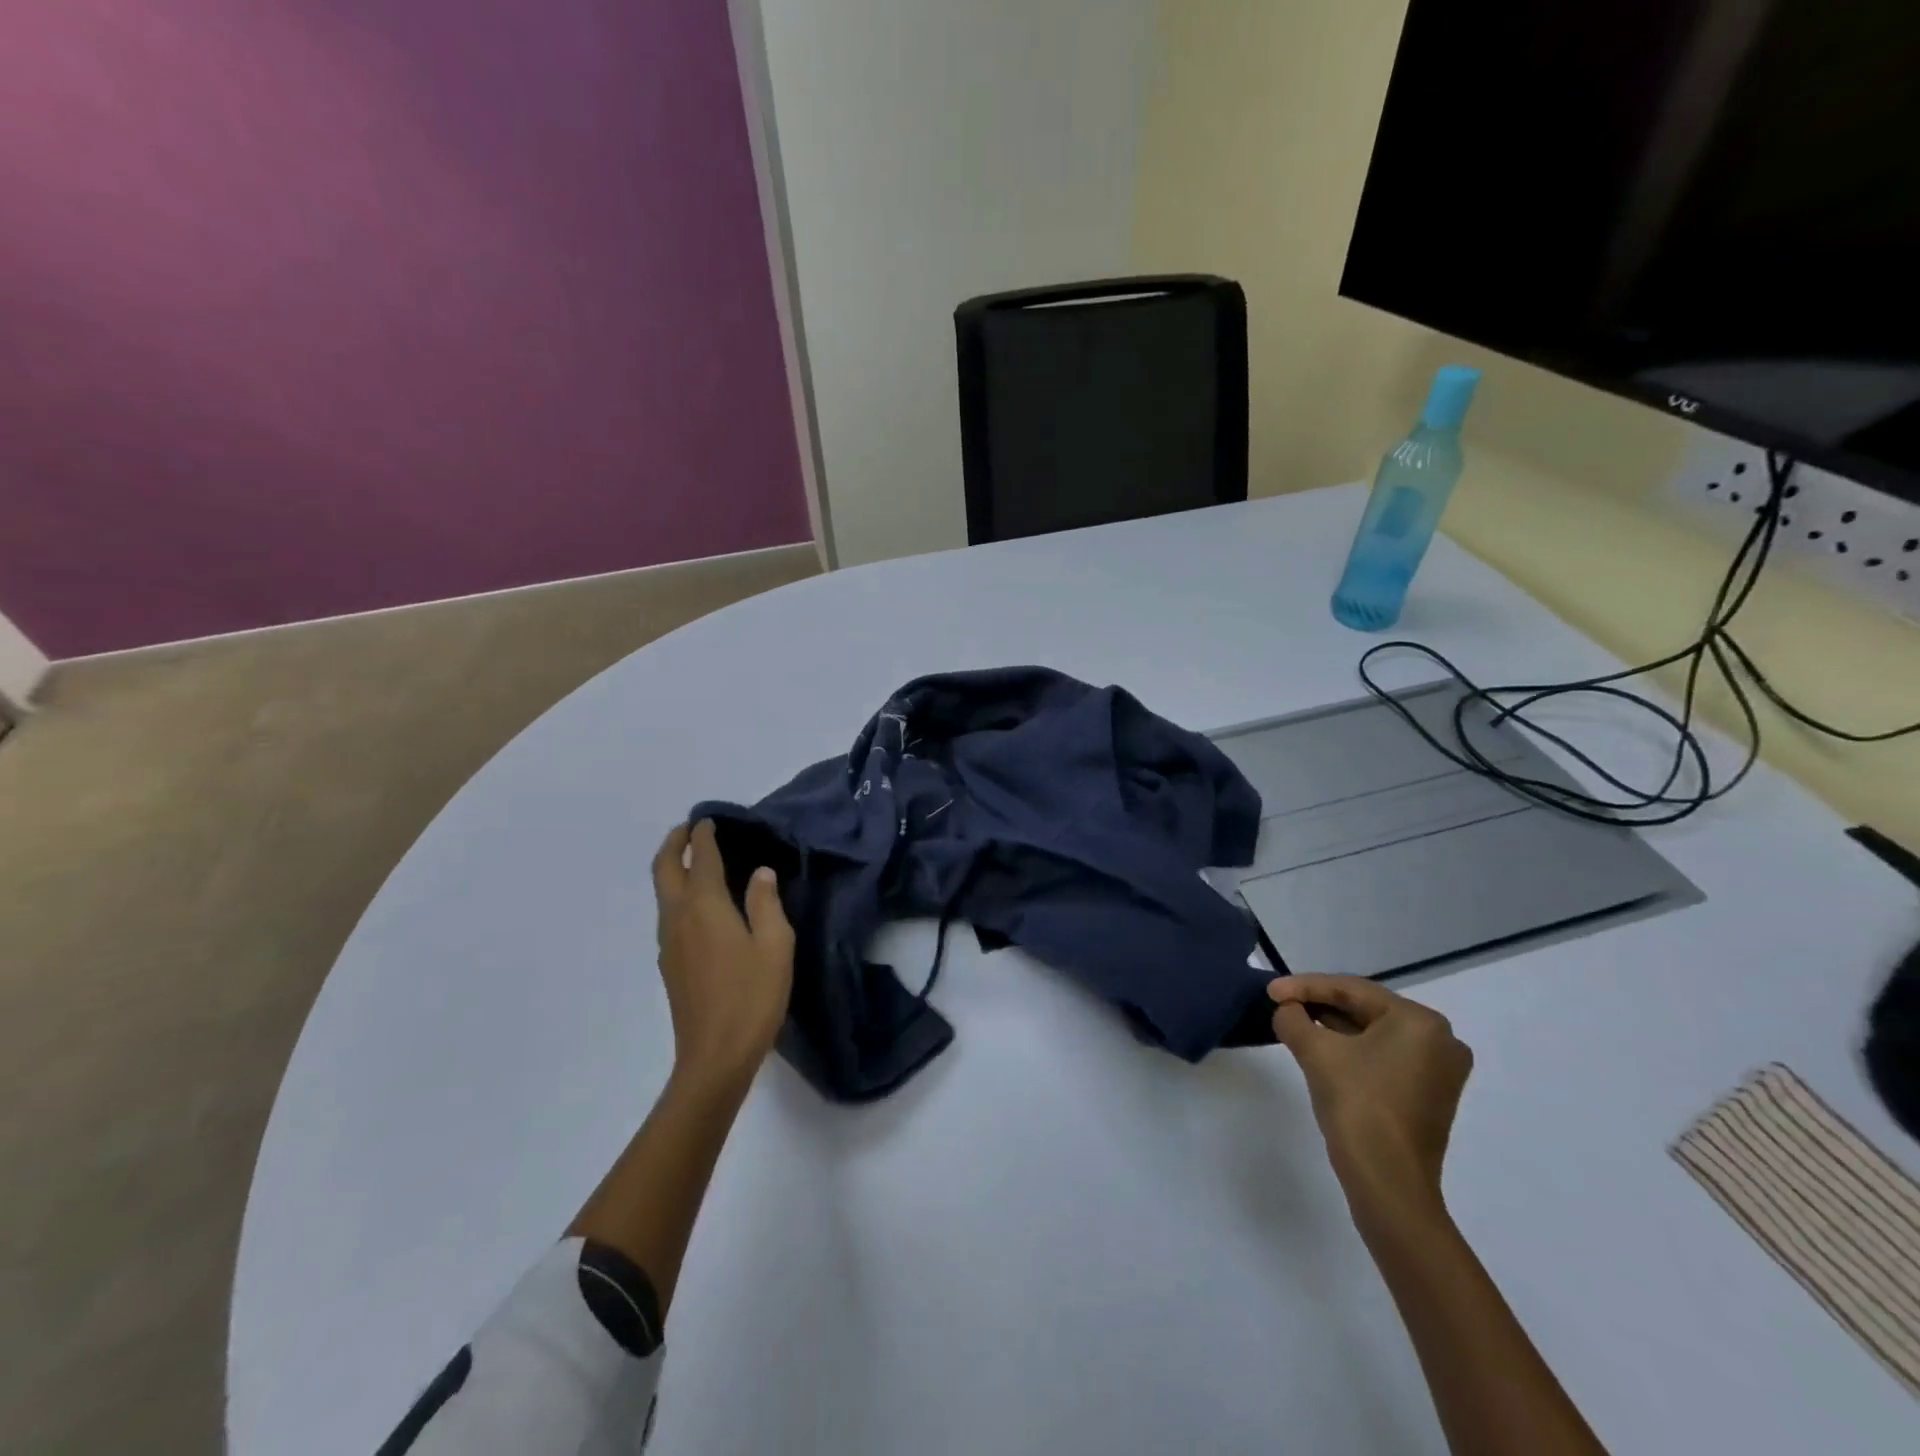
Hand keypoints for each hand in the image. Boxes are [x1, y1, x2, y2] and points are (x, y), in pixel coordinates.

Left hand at [651, 820, 795, 1094]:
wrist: (715, 1057)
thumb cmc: (752, 996)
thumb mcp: (775, 945)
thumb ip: (766, 903)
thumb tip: (759, 873)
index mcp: (705, 906)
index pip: (700, 858)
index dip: (704, 836)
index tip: (709, 820)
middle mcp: (678, 917)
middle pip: (664, 869)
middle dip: (674, 843)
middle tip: (690, 830)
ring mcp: (669, 942)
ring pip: (662, 892)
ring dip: (672, 868)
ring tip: (695, 860)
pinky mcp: (669, 964)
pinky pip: (668, 914)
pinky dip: (678, 894)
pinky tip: (700, 906)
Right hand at [1269, 975, 1471, 1226]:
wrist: (1388, 1184)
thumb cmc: (1358, 1107)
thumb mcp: (1316, 1052)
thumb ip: (1294, 1018)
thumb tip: (1286, 1009)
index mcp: (1420, 1022)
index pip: (1352, 990)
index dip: (1305, 986)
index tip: (1270, 990)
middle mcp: (1440, 1040)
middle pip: (1366, 1009)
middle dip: (1320, 1005)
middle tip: (1281, 1003)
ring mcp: (1439, 1070)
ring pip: (1374, 1033)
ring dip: (1333, 1027)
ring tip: (1294, 1021)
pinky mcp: (1429, 1094)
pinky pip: (1384, 1056)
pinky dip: (1352, 1049)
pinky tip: (1321, 1047)